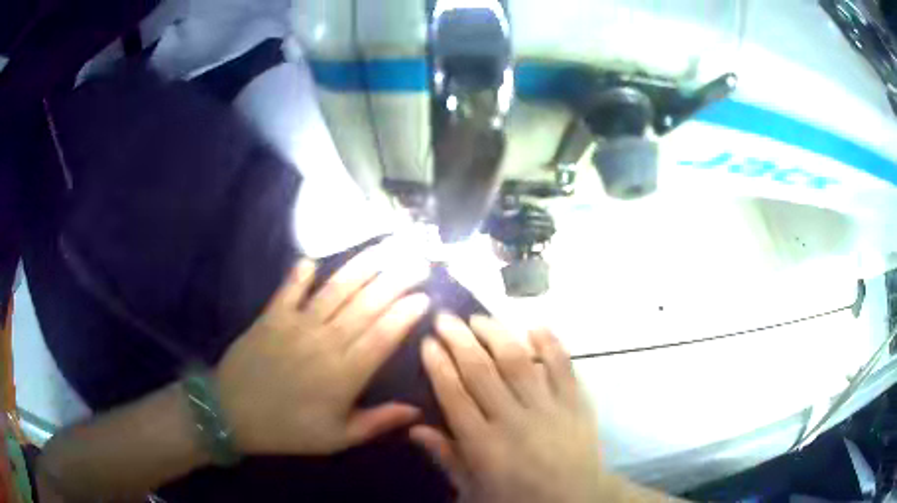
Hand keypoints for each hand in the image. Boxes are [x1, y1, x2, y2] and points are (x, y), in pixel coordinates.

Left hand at [215, 246, 430, 454]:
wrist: (232, 414)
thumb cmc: (288, 430)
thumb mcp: (337, 439)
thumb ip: (377, 422)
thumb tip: (417, 410)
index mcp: (344, 374)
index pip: (383, 336)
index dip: (406, 314)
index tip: (426, 297)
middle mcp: (324, 342)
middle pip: (366, 305)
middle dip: (397, 280)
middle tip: (420, 261)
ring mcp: (296, 325)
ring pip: (336, 290)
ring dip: (363, 267)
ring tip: (386, 248)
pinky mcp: (271, 316)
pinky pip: (289, 290)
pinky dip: (300, 274)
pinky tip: (313, 259)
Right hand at [411, 314, 601, 502]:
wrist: (575, 500)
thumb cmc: (519, 497)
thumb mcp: (474, 488)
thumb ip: (446, 457)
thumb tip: (415, 428)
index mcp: (484, 445)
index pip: (454, 395)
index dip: (437, 365)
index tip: (427, 342)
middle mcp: (513, 420)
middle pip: (480, 371)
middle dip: (458, 340)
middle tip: (444, 318)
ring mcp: (548, 408)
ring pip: (518, 361)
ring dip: (496, 334)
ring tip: (479, 318)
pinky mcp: (576, 402)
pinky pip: (563, 366)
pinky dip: (550, 343)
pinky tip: (535, 326)